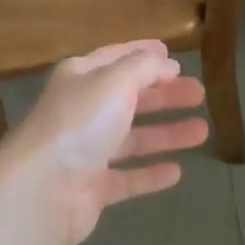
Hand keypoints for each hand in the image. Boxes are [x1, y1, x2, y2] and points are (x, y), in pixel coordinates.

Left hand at [0, 41, 208, 244]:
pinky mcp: (91, 190)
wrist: (42, 189)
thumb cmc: (80, 123)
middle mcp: (81, 112)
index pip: (115, 58)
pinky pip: (127, 178)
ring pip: (132, 138)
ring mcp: (85, 152)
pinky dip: (150, 174)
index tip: (172, 54)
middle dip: (164, 95)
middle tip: (199, 93)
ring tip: (202, 130)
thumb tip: (165, 62)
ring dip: (166, 133)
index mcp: (80, 78)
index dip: (143, 54)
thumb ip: (143, 68)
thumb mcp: (115, 81)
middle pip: (128, 98)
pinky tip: (177, 172)